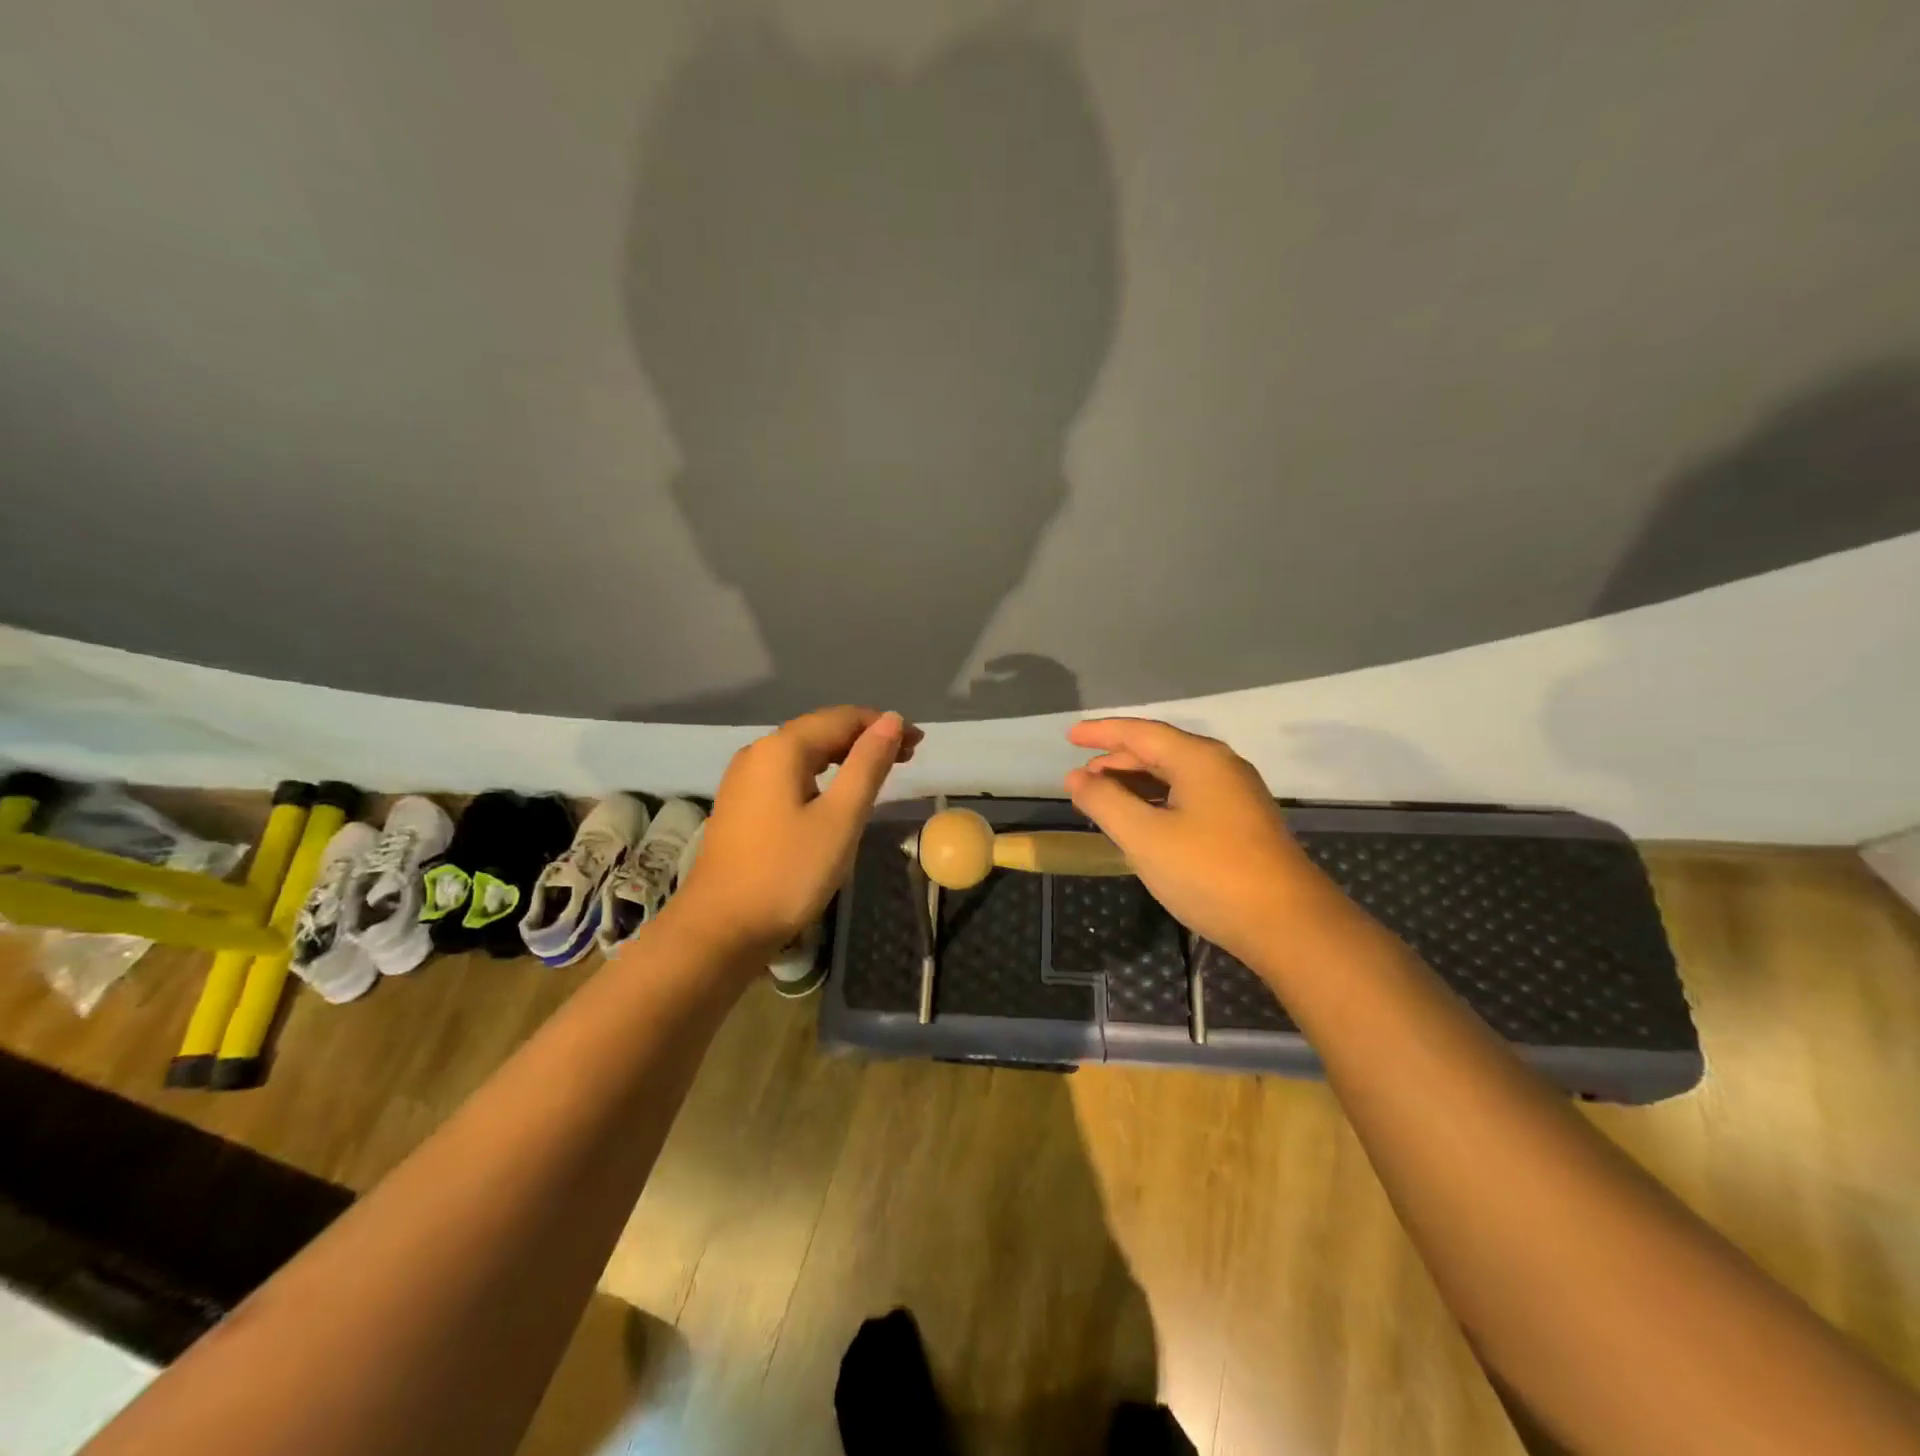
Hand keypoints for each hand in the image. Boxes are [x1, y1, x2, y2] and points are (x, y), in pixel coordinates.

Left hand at [674, 706, 921, 957]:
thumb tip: (892, 720)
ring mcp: (744, 779)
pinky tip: (836, 792)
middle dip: (865, 738)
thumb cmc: (789, 872)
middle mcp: (758, 752)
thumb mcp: (841, 818)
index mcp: (782, 748)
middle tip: (907, 757)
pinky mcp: (741, 805)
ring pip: (804, 753)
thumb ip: (867, 765)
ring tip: (879, 771)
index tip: (918, 742)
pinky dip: (821, 775)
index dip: (882, 725)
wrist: (721, 928)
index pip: (841, 718)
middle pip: (820, 730)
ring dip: (844, 756)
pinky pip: (788, 774)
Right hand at [1065, 718, 1325, 963]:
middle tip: (1081, 776)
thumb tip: (1076, 777)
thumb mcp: (1144, 836)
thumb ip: (1104, 802)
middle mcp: (1221, 766)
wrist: (1288, 924)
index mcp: (1198, 759)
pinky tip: (1143, 822)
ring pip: (1175, 776)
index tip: (1068, 737)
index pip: (1140, 732)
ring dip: (1136, 783)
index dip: (1101, 732)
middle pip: (1159, 750)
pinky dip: (1158, 801)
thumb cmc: (1209, 872)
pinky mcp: (1243, 823)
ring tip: (1103, 798)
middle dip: (1116, 760)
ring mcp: (1237, 795)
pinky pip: (1190, 796)